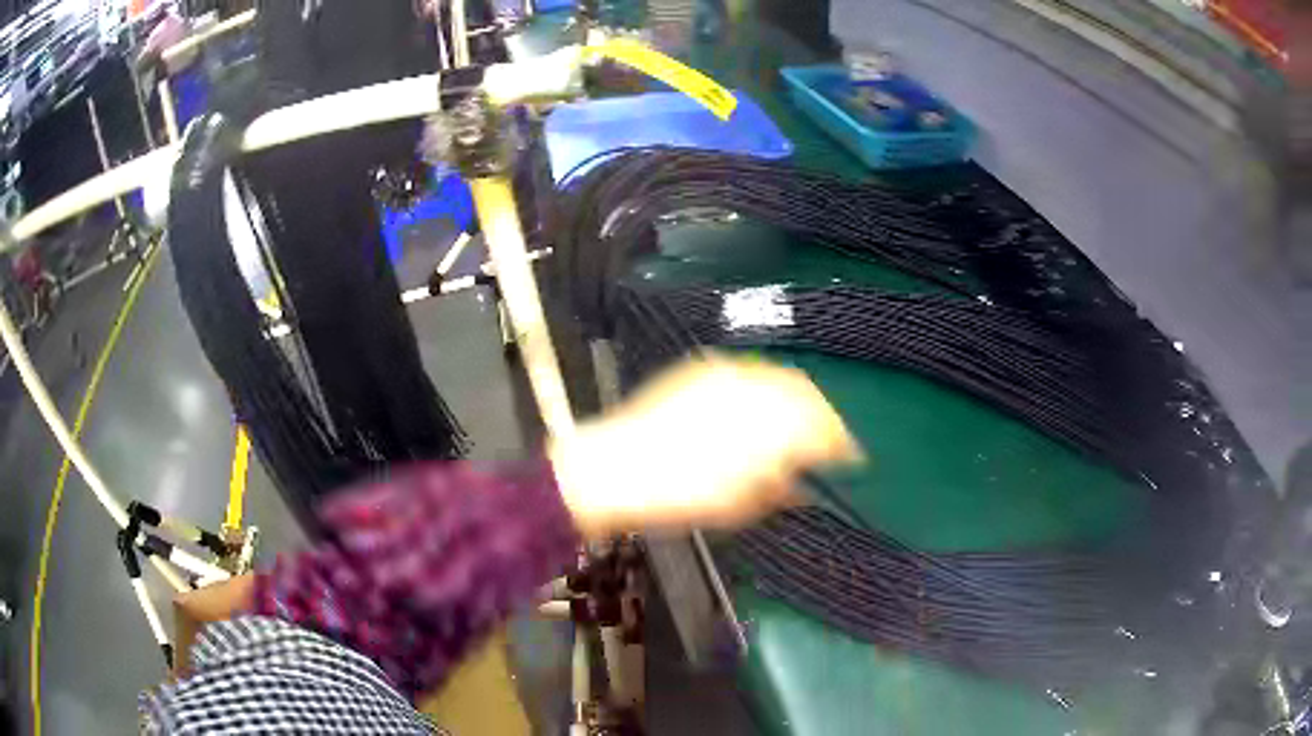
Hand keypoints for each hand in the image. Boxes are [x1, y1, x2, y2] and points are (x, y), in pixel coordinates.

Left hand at [550, 355, 860, 537]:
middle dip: (824, 418)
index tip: (848, 458)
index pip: (823, 429)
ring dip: (797, 400)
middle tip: (826, 440)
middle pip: (807, 396)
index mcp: (767, 430)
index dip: (842, 444)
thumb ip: (779, 493)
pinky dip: (764, 388)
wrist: (613, 469)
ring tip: (796, 422)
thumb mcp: (737, 509)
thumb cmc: (678, 498)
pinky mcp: (702, 369)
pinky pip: (747, 373)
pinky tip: (758, 405)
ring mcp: (726, 375)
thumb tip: (803, 489)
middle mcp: (754, 392)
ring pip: (779, 379)